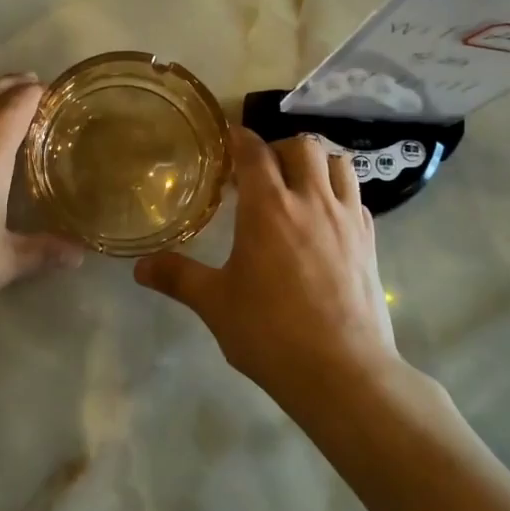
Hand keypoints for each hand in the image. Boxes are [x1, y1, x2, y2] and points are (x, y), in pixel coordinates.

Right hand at [134, 130, 399, 405]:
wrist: (343, 372)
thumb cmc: (270, 332)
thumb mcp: (214, 303)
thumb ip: (176, 277)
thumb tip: (139, 267)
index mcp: (269, 208)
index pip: (254, 151)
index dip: (239, 138)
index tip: (227, 139)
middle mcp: (311, 201)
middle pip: (302, 146)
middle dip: (278, 148)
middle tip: (260, 171)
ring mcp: (348, 219)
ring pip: (338, 164)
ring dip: (316, 163)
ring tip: (297, 185)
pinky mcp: (371, 242)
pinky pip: (357, 198)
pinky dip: (339, 194)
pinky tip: (325, 220)